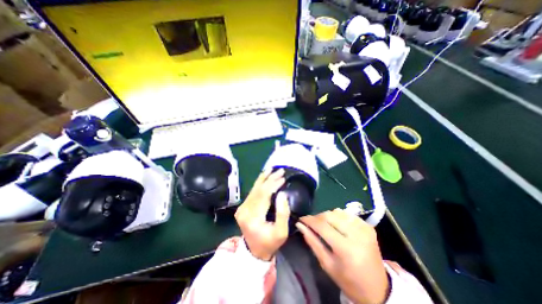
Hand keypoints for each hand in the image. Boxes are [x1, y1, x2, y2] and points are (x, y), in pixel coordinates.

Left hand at [235, 169, 290, 260]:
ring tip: (271, 169)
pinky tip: (263, 176)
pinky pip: (252, 192)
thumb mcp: (281, 232)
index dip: (273, 184)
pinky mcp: (243, 207)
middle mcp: (244, 210)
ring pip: (254, 189)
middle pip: (258, 190)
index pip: (264, 195)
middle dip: (270, 179)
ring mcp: (242, 208)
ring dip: (264, 178)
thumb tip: (282, 194)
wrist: (254, 251)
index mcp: (253, 217)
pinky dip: (259, 183)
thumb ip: (282, 213)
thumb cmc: (270, 243)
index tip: (283, 178)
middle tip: (280, 171)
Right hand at [296, 210, 389, 303]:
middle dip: (317, 217)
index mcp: (346, 249)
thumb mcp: (327, 264)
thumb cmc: (348, 280)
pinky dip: (338, 217)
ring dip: (327, 216)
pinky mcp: (368, 226)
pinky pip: (346, 214)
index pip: (322, 226)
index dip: (309, 220)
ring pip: (337, 212)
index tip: (301, 219)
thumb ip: (312, 241)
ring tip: (324, 225)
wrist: (378, 288)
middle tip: (311, 223)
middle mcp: (357, 235)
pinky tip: (336, 225)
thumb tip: (300, 225)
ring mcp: (364, 228)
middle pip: (329, 215)